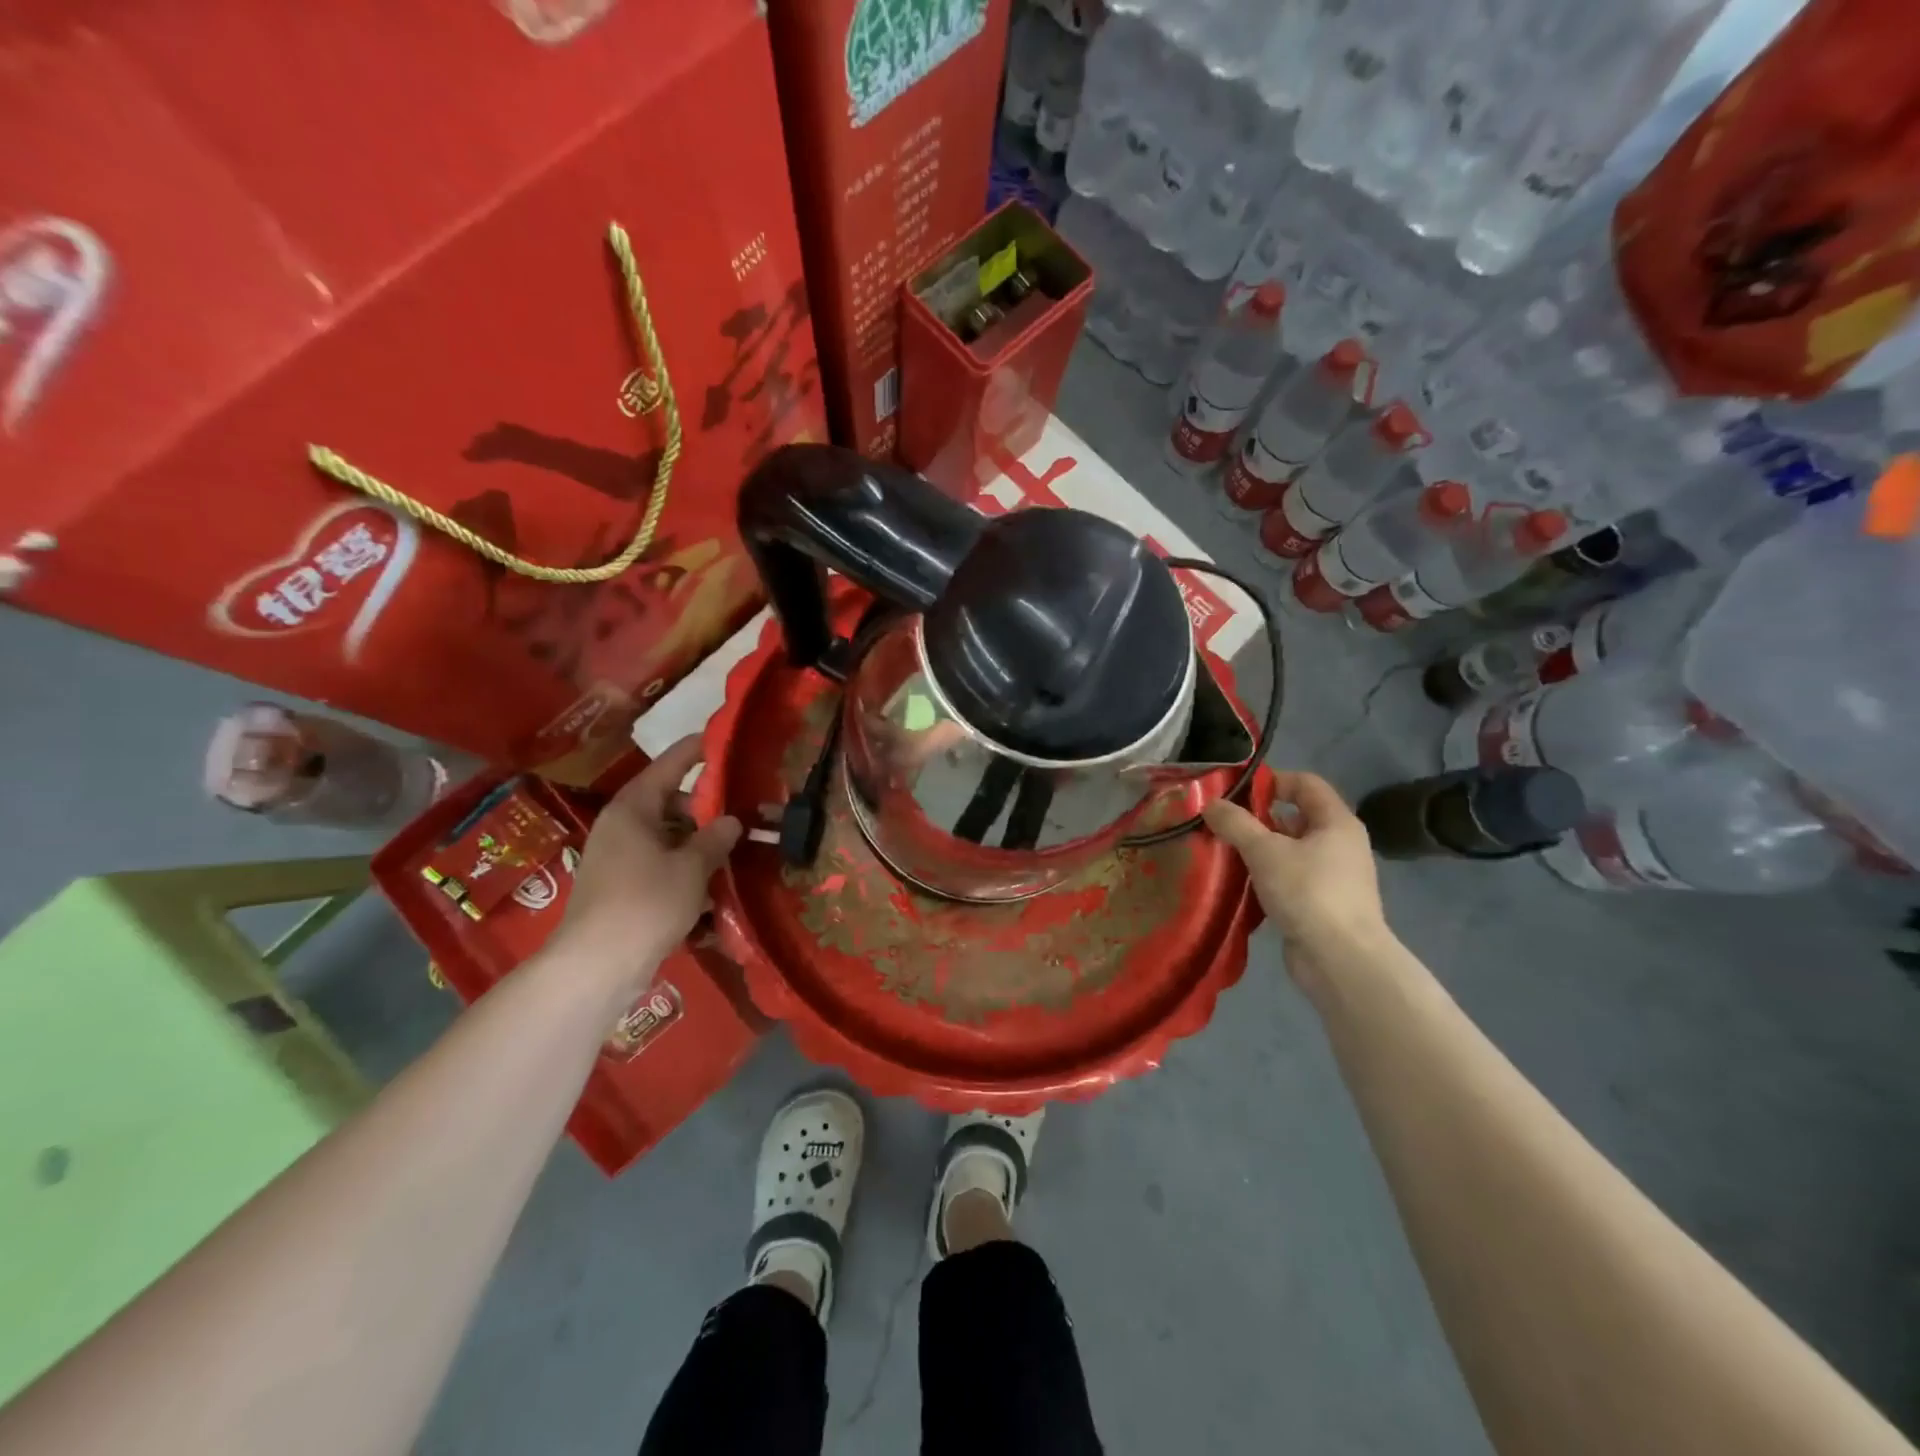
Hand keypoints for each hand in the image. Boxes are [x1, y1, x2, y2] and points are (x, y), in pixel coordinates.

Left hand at [557, 736, 741, 986]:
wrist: (597, 966)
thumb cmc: (646, 903)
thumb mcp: (692, 867)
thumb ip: (715, 838)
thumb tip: (732, 820)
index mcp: (633, 808)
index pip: (669, 765)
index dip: (696, 750)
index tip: (720, 737)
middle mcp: (621, 826)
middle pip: (669, 802)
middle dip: (705, 806)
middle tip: (743, 807)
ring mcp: (618, 858)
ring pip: (667, 836)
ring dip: (697, 841)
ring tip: (735, 847)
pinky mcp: (620, 887)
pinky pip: (659, 864)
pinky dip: (684, 867)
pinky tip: (711, 884)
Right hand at [1203, 771, 1387, 981]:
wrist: (1341, 961)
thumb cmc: (1308, 892)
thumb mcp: (1264, 850)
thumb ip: (1235, 823)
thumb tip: (1209, 803)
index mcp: (1336, 822)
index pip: (1305, 783)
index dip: (1272, 781)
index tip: (1236, 792)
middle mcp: (1340, 844)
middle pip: (1296, 817)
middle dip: (1258, 818)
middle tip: (1222, 823)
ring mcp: (1333, 877)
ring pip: (1290, 850)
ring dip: (1258, 849)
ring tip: (1223, 852)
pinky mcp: (1321, 905)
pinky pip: (1289, 878)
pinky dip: (1265, 876)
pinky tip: (1239, 884)